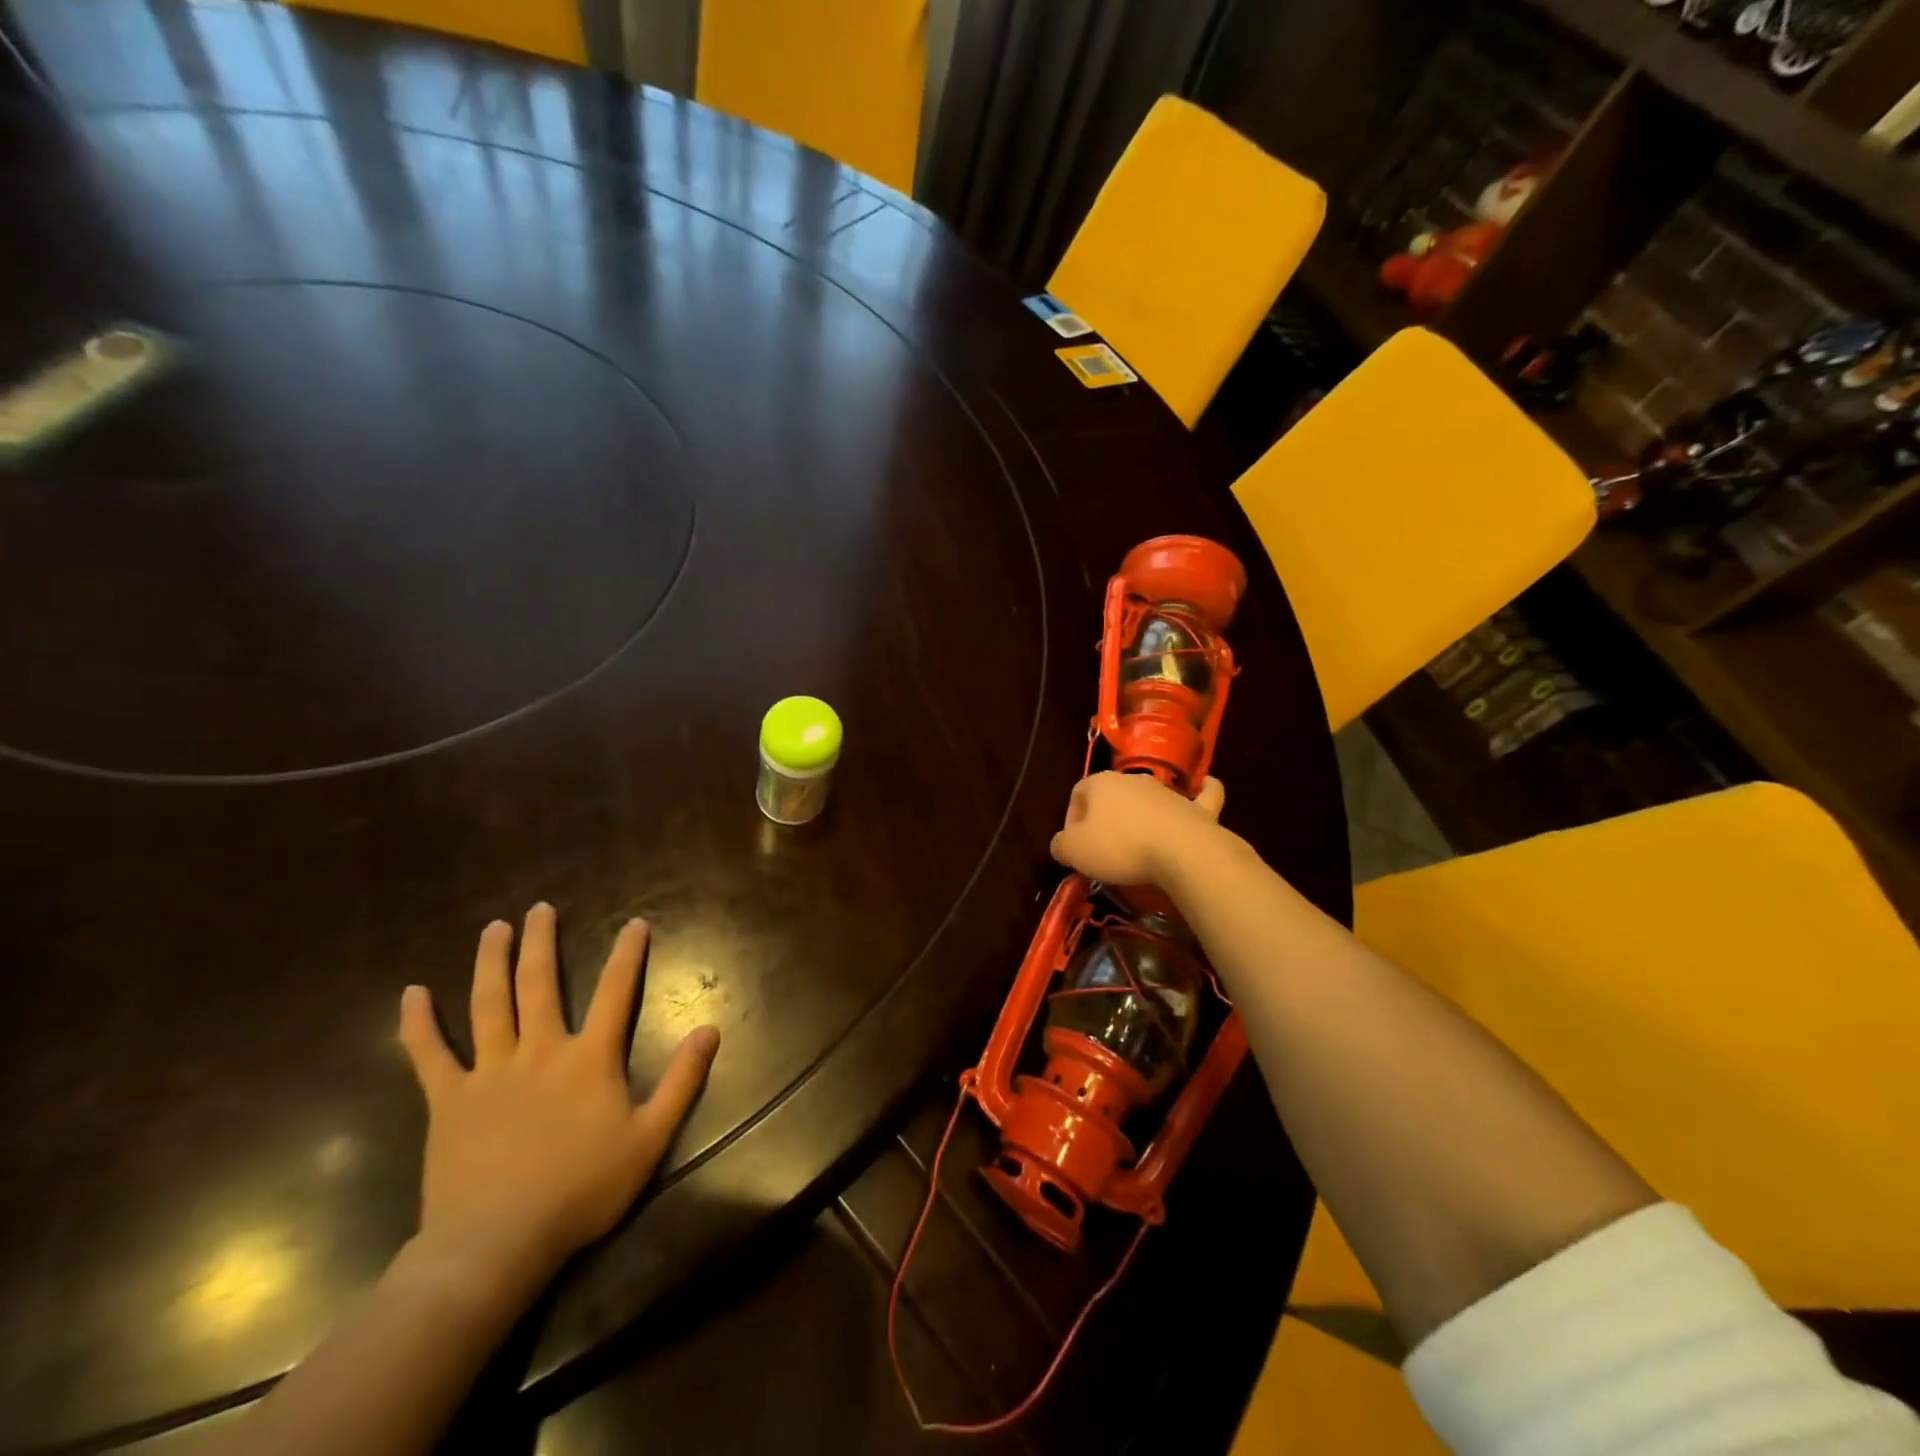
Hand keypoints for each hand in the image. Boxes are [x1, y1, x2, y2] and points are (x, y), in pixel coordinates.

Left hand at [397, 904, 719, 1291]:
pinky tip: (412, 994)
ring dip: (491, 962)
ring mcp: (489, 1072)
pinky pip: (429, 1054)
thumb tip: (710, 1028)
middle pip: (539, 983)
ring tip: (495, 928)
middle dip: (542, 942)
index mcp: (589, 1058)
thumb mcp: (649, 1138)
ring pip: (488, 1004)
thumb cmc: (581, 1190)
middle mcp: (539, 1050)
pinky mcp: (448, 1100)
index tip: (635, 923)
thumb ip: (681, 1080)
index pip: (616, 991)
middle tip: (540, 909)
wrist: (495, 1244)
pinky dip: (418, 1023)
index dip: (628, 954)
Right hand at [1049, 771, 1226, 888]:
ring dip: (1141, 814)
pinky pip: (1202, 794)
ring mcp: (1167, 791)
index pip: (1077, 795)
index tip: (1077, 849)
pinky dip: (1202, 792)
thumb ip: (1061, 844)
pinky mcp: (1197, 807)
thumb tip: (1062, 844)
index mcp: (1099, 783)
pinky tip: (1203, 789)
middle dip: (1105, 818)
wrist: (1180, 851)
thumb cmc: (1120, 847)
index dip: (1072, 822)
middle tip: (1104, 850)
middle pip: (1112, 795)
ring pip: (1148, 796)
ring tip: (1138, 844)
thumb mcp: (1074, 851)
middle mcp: (1132, 779)